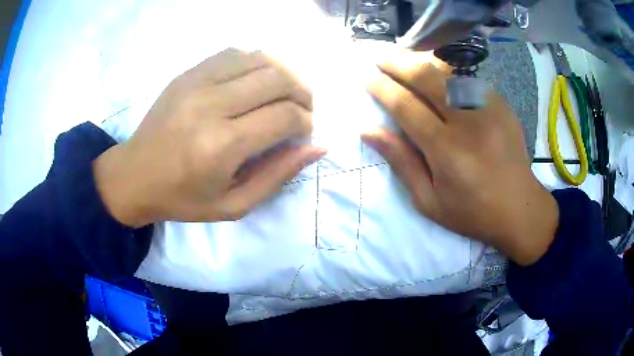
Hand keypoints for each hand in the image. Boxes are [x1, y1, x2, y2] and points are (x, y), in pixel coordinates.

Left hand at [94, 48, 325, 227]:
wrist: (134, 176)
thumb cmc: (182, 199)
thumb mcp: (234, 205)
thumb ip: (278, 175)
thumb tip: (318, 147)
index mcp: (221, 145)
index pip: (285, 116)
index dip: (306, 122)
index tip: (304, 133)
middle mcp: (211, 105)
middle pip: (278, 78)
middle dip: (303, 93)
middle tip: (302, 110)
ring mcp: (196, 82)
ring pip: (260, 58)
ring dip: (283, 74)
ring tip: (283, 94)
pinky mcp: (188, 73)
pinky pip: (235, 54)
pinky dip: (255, 64)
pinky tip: (254, 82)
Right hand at [363, 52, 558, 265]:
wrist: (519, 208)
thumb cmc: (472, 212)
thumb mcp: (429, 200)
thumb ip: (401, 162)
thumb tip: (369, 130)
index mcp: (447, 150)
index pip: (407, 106)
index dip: (383, 88)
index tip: (368, 79)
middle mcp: (468, 122)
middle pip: (428, 78)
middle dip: (399, 63)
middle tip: (381, 59)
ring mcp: (489, 109)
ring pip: (449, 71)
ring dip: (422, 62)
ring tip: (405, 60)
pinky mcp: (502, 105)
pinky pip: (468, 79)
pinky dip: (447, 73)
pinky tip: (437, 75)